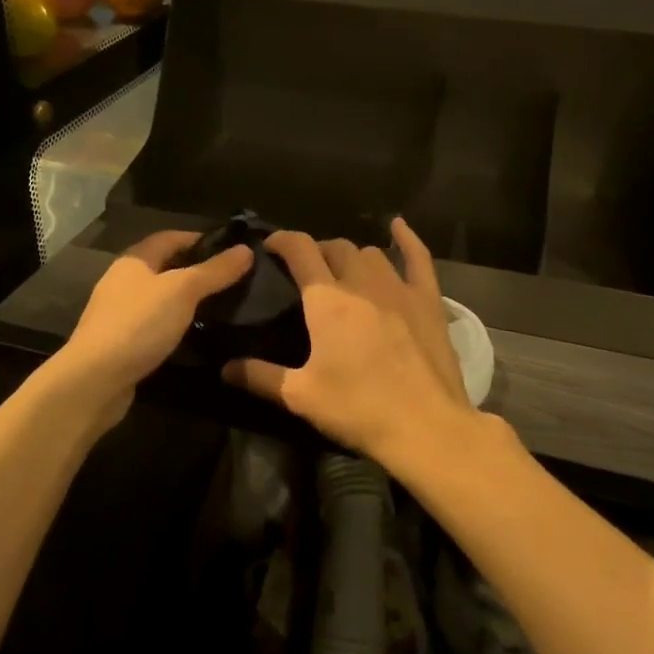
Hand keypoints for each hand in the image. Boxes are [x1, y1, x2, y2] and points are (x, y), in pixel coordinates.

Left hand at [57, 230, 253, 418]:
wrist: (94, 380)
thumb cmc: (138, 324)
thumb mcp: (183, 291)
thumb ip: (215, 271)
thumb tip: (246, 249)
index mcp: (134, 260)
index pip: (171, 237)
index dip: (201, 239)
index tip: (233, 249)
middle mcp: (124, 281)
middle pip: (166, 267)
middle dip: (197, 270)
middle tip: (233, 279)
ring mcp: (120, 313)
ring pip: (161, 298)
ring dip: (187, 300)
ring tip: (222, 306)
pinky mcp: (122, 342)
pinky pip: (156, 324)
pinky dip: (176, 324)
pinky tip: (195, 334)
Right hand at [226, 218, 477, 463]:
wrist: (425, 426)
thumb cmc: (358, 409)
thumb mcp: (301, 396)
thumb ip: (261, 377)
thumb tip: (225, 368)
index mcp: (327, 300)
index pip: (300, 250)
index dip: (282, 241)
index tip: (269, 246)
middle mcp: (361, 282)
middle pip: (335, 248)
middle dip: (317, 252)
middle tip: (306, 272)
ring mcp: (399, 288)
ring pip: (370, 253)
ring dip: (352, 256)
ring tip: (343, 272)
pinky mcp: (428, 301)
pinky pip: (418, 258)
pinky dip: (407, 239)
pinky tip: (397, 227)